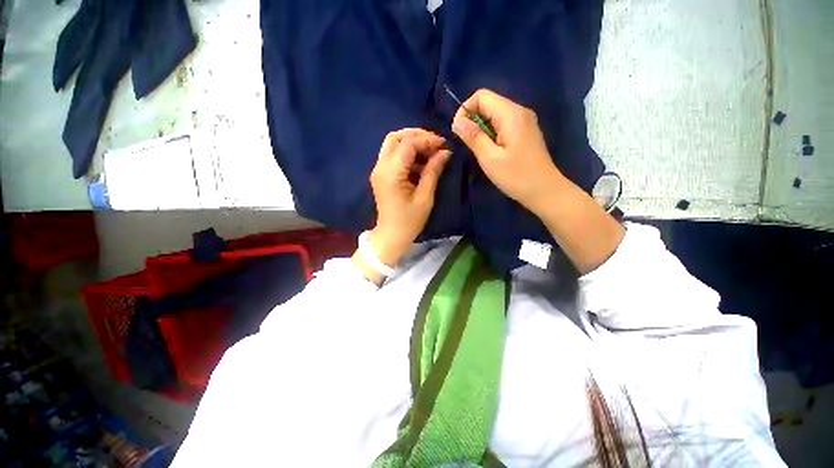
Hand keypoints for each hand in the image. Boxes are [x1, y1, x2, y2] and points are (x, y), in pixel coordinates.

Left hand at [368, 129, 451, 265]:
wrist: (391, 236)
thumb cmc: (409, 221)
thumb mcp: (425, 197)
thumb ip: (433, 171)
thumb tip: (445, 152)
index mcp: (391, 173)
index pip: (408, 144)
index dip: (427, 140)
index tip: (444, 144)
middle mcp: (380, 167)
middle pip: (395, 137)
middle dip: (417, 135)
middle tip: (435, 144)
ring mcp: (378, 170)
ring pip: (392, 144)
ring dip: (411, 143)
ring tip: (430, 152)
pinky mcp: (380, 175)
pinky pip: (392, 155)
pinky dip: (407, 153)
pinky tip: (420, 163)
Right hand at [451, 89, 564, 215]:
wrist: (545, 190)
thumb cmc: (516, 176)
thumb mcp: (490, 158)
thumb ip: (473, 137)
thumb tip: (457, 121)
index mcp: (511, 114)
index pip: (481, 96)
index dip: (466, 110)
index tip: (460, 132)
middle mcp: (519, 111)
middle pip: (489, 103)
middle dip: (473, 120)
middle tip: (469, 145)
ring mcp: (524, 121)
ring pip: (495, 115)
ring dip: (482, 129)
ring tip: (480, 150)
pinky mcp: (525, 132)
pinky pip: (503, 124)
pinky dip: (492, 133)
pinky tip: (492, 151)